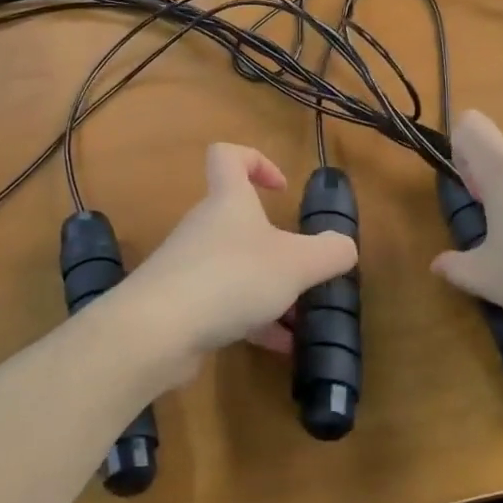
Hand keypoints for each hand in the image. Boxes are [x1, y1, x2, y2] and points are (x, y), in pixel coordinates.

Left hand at [115, 144, 357, 381]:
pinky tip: (279, 347)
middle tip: (304, 272)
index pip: (228, 155)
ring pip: (236, 267)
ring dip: (269, 289)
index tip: (281, 190)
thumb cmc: (231, 278)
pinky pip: (224, 303)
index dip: (256, 161)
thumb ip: (329, 253)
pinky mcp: (181, 304)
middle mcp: (205, 227)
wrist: (158, 331)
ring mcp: (189, 266)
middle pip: (239, 221)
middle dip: (277, 247)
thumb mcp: (296, 264)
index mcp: (228, 201)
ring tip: (301, 321)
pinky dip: (253, 320)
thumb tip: (344, 246)